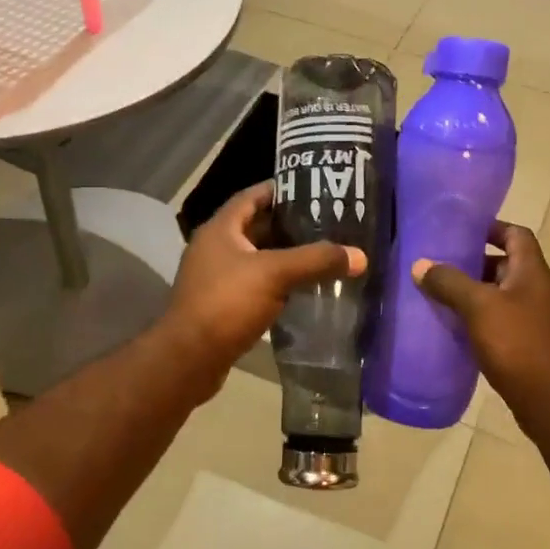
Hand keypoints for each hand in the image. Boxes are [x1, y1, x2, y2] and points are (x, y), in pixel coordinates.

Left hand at [160, 181, 365, 390]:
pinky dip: (277, 283)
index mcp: (220, 229)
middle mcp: (214, 248)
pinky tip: (303, 289)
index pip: (252, 196)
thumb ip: (316, 261)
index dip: (281, 189)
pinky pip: (255, 285)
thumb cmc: (226, 304)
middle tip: (327, 224)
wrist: (189, 359)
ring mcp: (216, 278)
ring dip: (285, 257)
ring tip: (322, 254)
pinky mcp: (222, 305)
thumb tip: (360, 256)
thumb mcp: (274, 274)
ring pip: (257, 259)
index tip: (315, 189)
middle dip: (290, 225)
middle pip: (256, 227)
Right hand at [414, 222, 549, 425]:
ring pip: (498, 296)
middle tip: (438, 266)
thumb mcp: (479, 307)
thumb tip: (421, 264)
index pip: (516, 234)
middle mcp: (536, 291)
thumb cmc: (518, 344)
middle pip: (504, 265)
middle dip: (472, 264)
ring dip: (471, 294)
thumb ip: (450, 283)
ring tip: (437, 296)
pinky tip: (451, 329)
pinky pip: (497, 322)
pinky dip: (476, 321)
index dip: (491, 227)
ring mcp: (533, 320)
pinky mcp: (525, 346)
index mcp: (532, 272)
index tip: (460, 230)